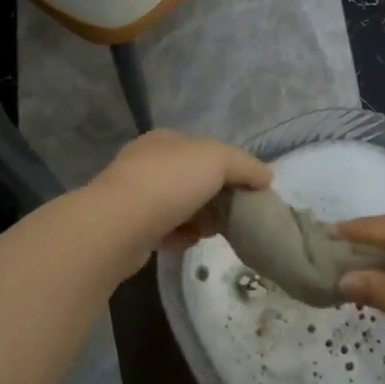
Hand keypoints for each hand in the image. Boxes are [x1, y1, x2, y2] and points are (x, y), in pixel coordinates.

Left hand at [86, 130, 272, 262]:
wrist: (118, 225)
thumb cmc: (169, 182)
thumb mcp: (217, 160)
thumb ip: (245, 166)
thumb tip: (266, 178)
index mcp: (165, 140)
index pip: (204, 149)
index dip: (228, 168)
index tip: (246, 191)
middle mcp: (146, 162)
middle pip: (192, 179)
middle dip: (214, 198)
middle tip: (232, 216)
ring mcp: (133, 195)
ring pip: (178, 206)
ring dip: (198, 220)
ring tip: (210, 233)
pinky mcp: (128, 227)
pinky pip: (163, 230)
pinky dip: (179, 237)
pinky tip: (187, 243)